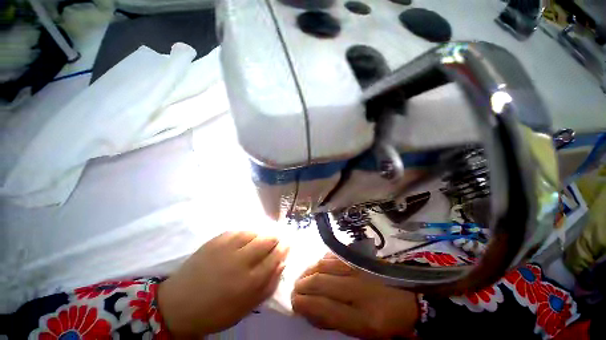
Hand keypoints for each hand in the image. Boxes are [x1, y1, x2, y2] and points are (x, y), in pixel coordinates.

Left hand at [158, 231, 288, 337]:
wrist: (178, 304)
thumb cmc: (216, 311)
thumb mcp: (247, 307)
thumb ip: (268, 285)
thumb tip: (281, 264)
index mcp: (250, 280)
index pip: (276, 255)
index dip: (285, 247)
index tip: (288, 243)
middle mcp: (242, 259)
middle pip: (268, 239)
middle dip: (276, 238)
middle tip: (276, 240)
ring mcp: (228, 246)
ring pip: (255, 232)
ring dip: (262, 235)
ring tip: (260, 241)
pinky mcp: (217, 239)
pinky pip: (240, 230)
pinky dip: (247, 233)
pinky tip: (246, 239)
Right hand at [292, 253, 418, 339]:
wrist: (408, 298)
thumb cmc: (384, 320)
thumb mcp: (361, 330)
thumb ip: (333, 320)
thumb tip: (309, 309)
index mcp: (363, 317)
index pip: (324, 307)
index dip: (304, 304)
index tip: (294, 303)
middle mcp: (359, 289)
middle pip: (321, 282)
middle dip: (302, 285)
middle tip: (294, 289)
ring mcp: (359, 269)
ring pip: (325, 266)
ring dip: (309, 271)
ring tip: (302, 277)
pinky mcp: (360, 259)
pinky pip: (335, 256)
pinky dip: (322, 260)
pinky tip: (317, 265)